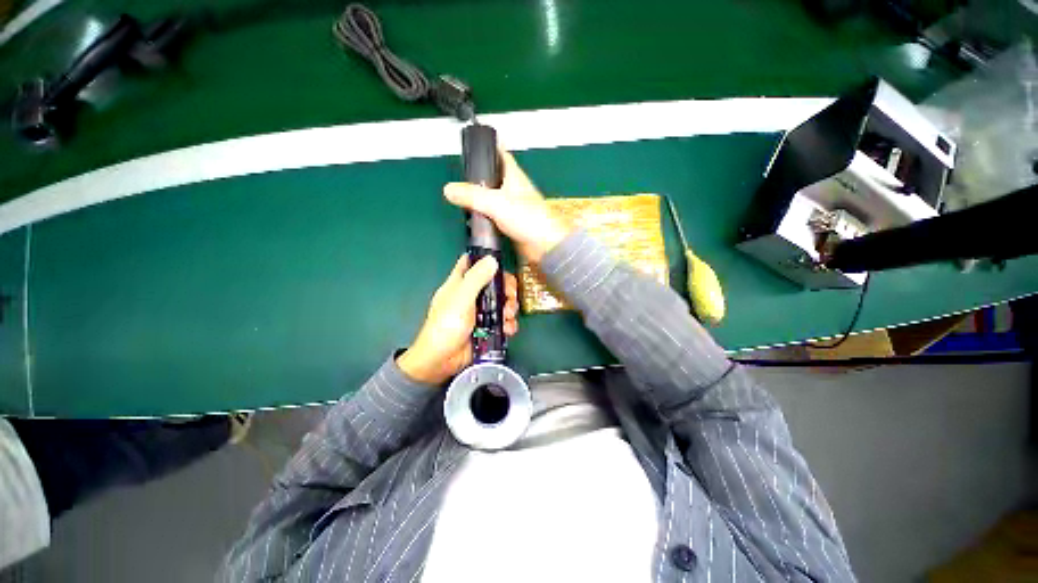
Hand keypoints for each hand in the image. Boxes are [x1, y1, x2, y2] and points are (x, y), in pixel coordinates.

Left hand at [397, 254, 519, 385]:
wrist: (442, 361)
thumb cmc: (446, 327)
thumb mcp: (461, 299)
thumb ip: (476, 279)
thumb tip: (492, 260)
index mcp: (460, 283)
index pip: (472, 263)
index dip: (486, 260)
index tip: (501, 265)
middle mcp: (472, 295)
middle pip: (495, 283)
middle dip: (506, 289)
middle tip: (510, 297)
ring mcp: (481, 312)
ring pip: (502, 302)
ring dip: (510, 308)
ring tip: (508, 316)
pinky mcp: (488, 328)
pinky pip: (504, 321)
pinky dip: (509, 324)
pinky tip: (507, 329)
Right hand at [444, 149, 572, 263]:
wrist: (545, 245)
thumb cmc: (528, 219)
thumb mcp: (496, 203)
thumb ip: (472, 196)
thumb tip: (448, 190)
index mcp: (514, 176)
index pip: (502, 154)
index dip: (491, 145)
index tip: (476, 141)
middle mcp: (514, 189)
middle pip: (495, 175)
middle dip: (481, 173)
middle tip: (463, 172)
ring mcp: (513, 207)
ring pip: (494, 196)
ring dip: (481, 195)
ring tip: (463, 194)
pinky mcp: (511, 223)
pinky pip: (494, 213)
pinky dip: (485, 213)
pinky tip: (474, 216)